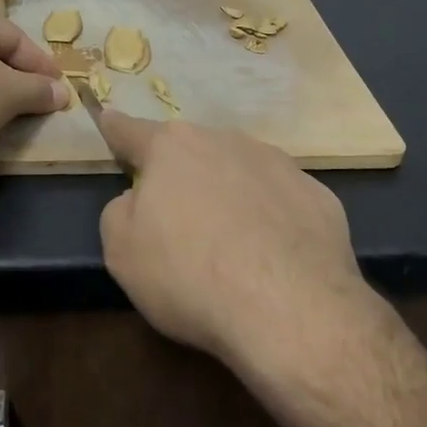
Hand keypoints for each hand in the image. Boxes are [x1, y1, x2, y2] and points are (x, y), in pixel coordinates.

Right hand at [96, 114, 371, 374]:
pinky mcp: (318, 196)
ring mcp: (278, 165)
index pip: (131, 131)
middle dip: (180, 174)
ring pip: (239, 171)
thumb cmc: (189, 276)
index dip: (115, 128)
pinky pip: (280, 201)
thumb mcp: (122, 252)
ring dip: (228, 193)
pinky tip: (272, 257)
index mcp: (172, 149)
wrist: (290, 310)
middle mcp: (226, 141)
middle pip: (191, 152)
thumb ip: (121, 212)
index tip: (108, 117)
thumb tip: (140, 199)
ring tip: (230, 244)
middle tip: (177, 219)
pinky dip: (270, 219)